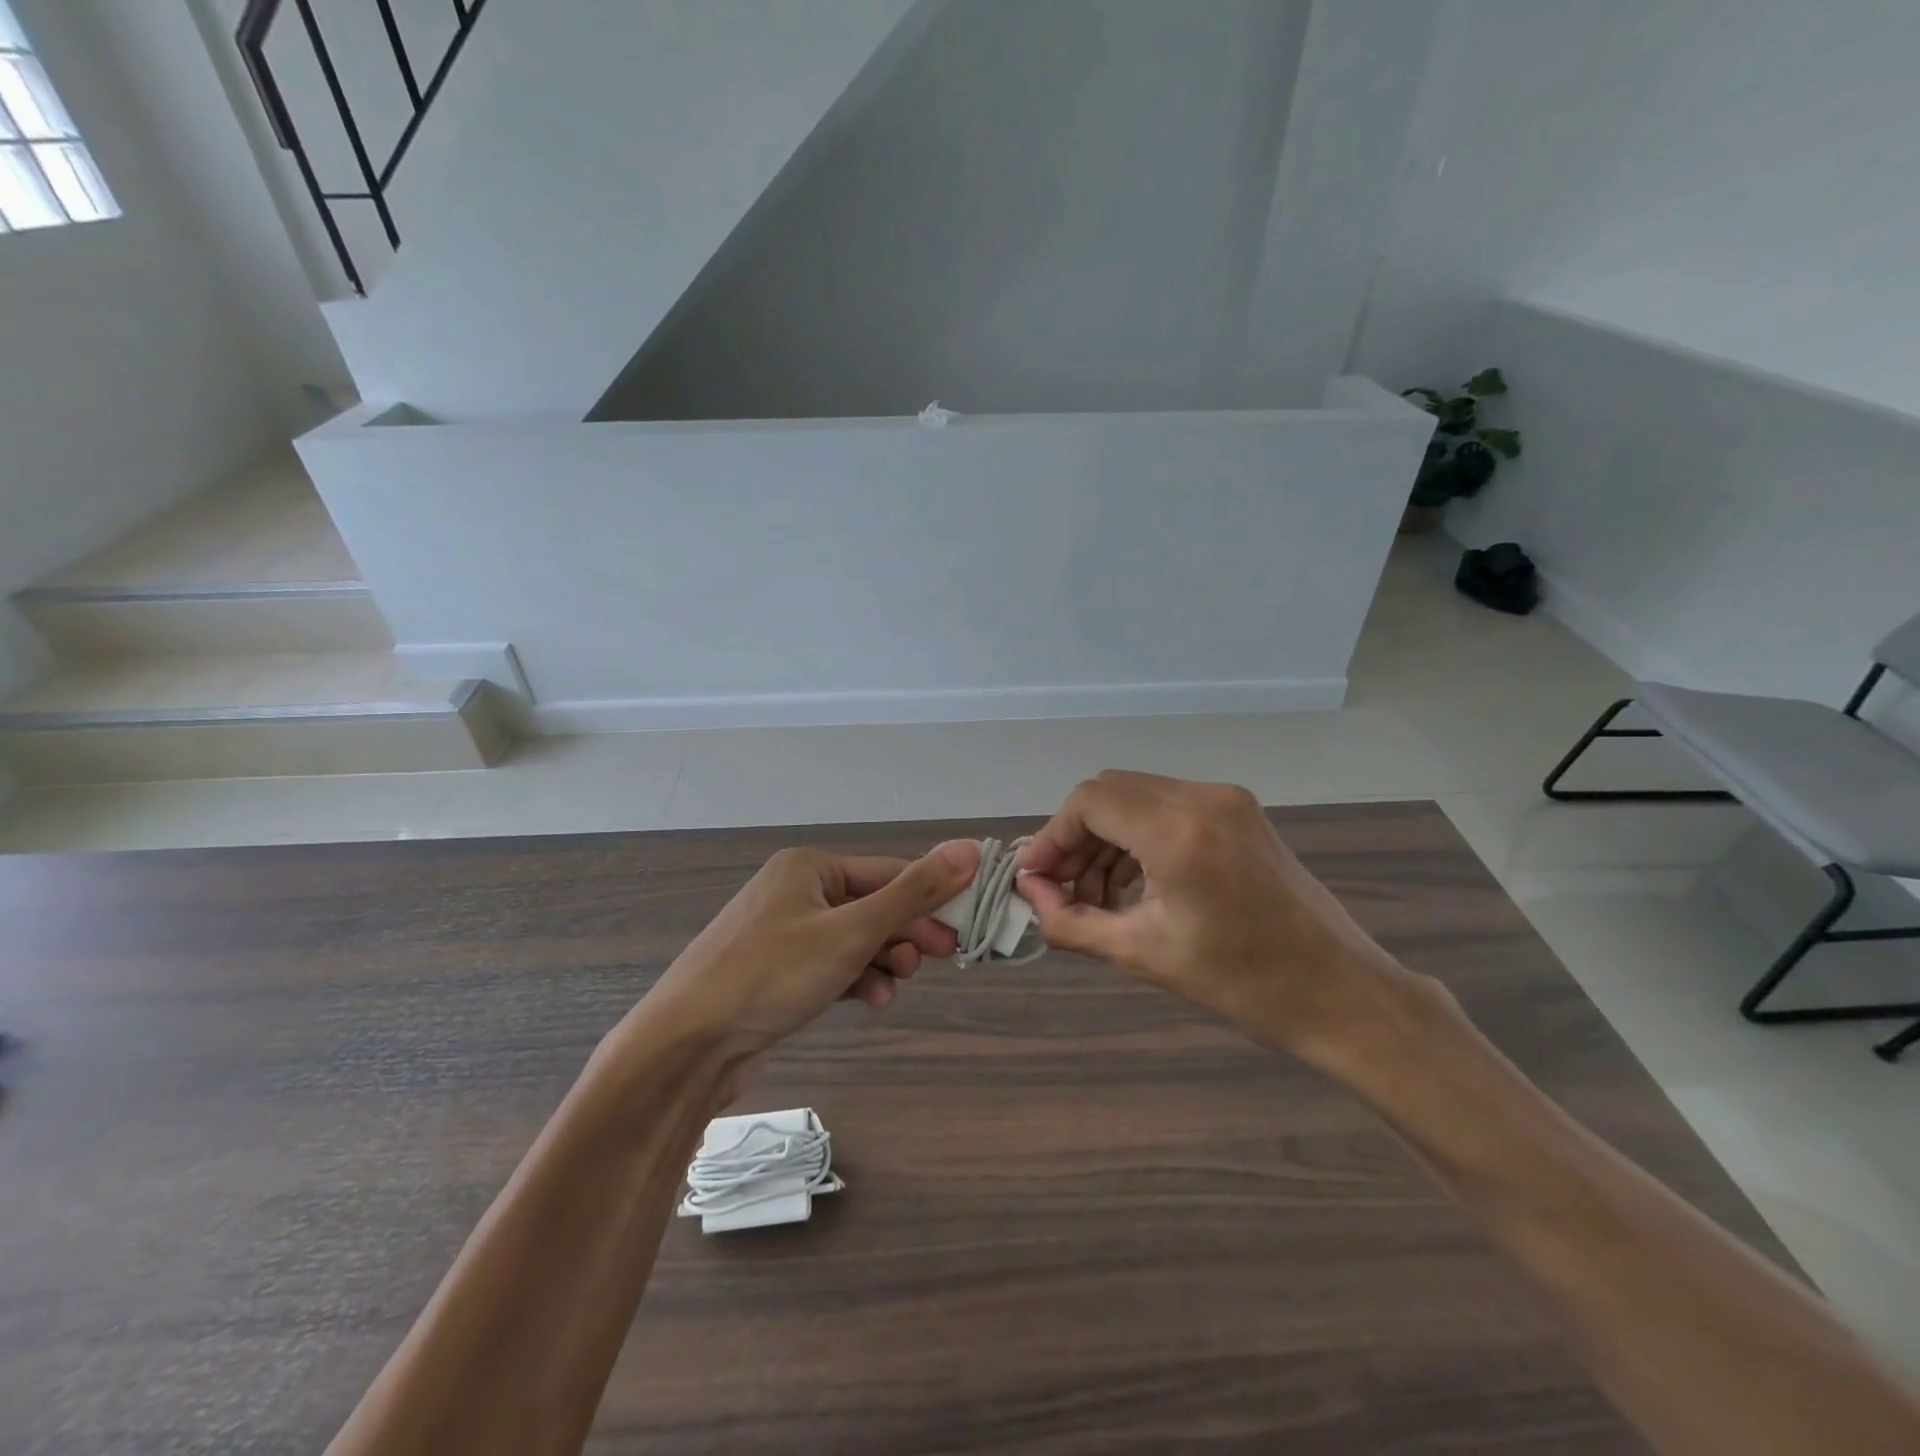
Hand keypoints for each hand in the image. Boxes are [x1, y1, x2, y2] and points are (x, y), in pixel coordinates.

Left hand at [643, 840, 979, 1055]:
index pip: (889, 872)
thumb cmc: (773, 974)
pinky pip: (831, 964)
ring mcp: (783, 932)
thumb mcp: (853, 931)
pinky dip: (855, 978)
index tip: (964, 928)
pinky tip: (872, 999)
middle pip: (872, 904)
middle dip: (906, 933)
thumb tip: (969, 848)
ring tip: (895, 984)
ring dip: (883, 959)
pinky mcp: (777, 970)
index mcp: (811, 867)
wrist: (686, 1046)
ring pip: (854, 939)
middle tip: (944, 957)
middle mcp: (796, 891)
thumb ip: (914, 892)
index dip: (931, 898)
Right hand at [1016, 771, 1413, 1061]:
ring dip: (1105, 840)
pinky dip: (1137, 839)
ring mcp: (1227, 801)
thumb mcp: (1143, 954)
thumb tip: (1029, 893)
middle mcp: (1203, 798)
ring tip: (1093, 897)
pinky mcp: (1240, 813)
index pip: (1088, 802)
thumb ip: (1071, 921)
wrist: (1342, 994)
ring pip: (1137, 798)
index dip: (1051, 836)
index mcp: (1180, 832)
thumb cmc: (1242, 984)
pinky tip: (1130, 885)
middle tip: (1059, 890)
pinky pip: (1167, 808)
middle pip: (1109, 793)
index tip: (1034, 878)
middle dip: (1075, 838)